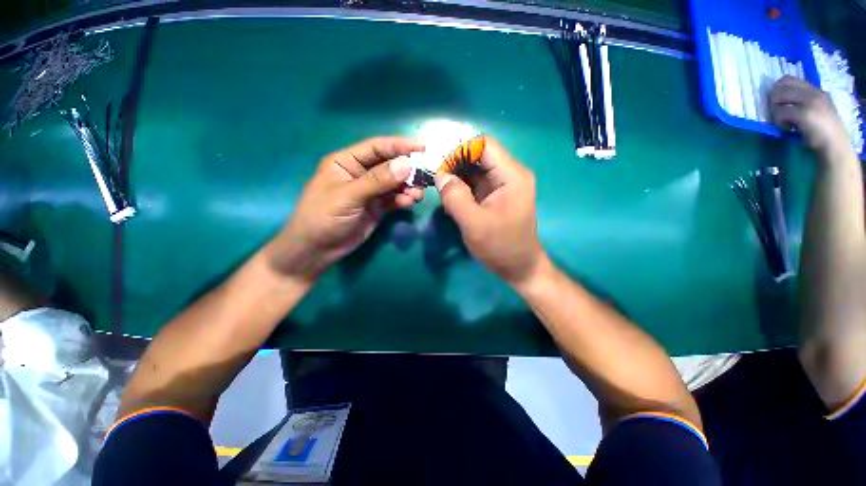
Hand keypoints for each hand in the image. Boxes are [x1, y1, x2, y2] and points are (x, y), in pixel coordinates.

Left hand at [268, 137, 424, 279]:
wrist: (317, 250)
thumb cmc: (323, 217)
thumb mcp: (349, 195)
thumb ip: (378, 180)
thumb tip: (406, 165)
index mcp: (347, 162)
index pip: (377, 148)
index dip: (399, 145)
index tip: (422, 147)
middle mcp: (361, 173)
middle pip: (389, 165)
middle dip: (407, 169)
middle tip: (425, 175)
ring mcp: (371, 192)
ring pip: (395, 184)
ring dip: (408, 187)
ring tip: (418, 194)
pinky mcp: (377, 207)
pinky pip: (394, 199)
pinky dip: (403, 199)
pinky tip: (410, 202)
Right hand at [435, 136, 547, 286]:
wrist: (519, 267)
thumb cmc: (500, 246)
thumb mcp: (474, 223)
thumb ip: (455, 197)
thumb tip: (440, 175)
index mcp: (511, 175)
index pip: (484, 144)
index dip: (461, 152)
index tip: (443, 171)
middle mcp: (510, 174)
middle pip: (479, 156)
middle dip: (456, 167)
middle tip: (439, 185)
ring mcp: (503, 186)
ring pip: (475, 171)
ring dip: (457, 179)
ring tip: (444, 195)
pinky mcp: (496, 196)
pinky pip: (476, 184)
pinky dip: (462, 189)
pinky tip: (453, 202)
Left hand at [769, 76, 850, 158]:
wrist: (834, 145)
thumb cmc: (822, 131)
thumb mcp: (814, 110)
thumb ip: (801, 101)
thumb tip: (777, 98)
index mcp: (815, 90)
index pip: (788, 79)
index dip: (777, 89)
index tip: (778, 102)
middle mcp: (813, 92)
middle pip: (780, 86)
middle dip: (773, 100)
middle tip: (777, 113)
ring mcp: (810, 102)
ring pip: (778, 97)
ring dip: (775, 111)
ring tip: (783, 122)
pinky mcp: (804, 113)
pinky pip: (781, 112)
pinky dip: (779, 121)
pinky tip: (787, 128)